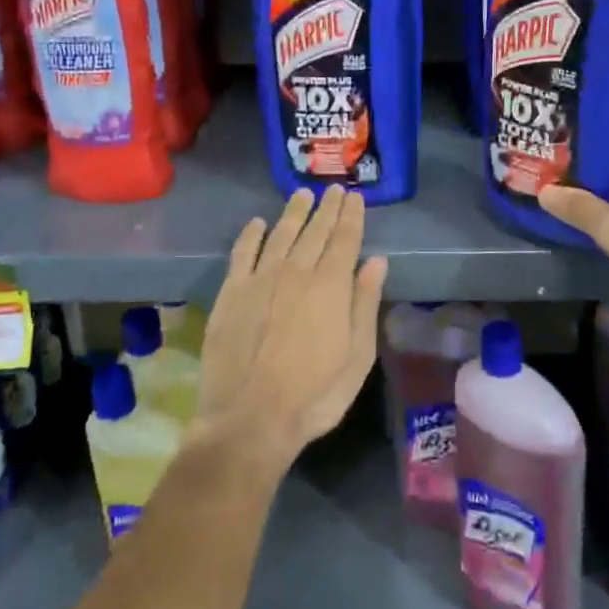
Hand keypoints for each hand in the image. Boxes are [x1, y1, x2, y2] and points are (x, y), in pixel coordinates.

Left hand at [194, 187, 388, 469]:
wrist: (249, 419)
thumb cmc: (314, 395)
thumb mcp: (357, 356)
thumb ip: (365, 304)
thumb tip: (377, 261)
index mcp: (330, 286)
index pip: (345, 239)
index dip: (351, 216)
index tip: (355, 198)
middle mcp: (296, 271)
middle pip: (315, 231)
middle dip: (327, 208)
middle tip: (334, 189)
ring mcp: (260, 279)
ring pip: (280, 234)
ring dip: (293, 213)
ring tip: (302, 195)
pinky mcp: (231, 292)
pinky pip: (242, 253)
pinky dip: (251, 234)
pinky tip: (257, 223)